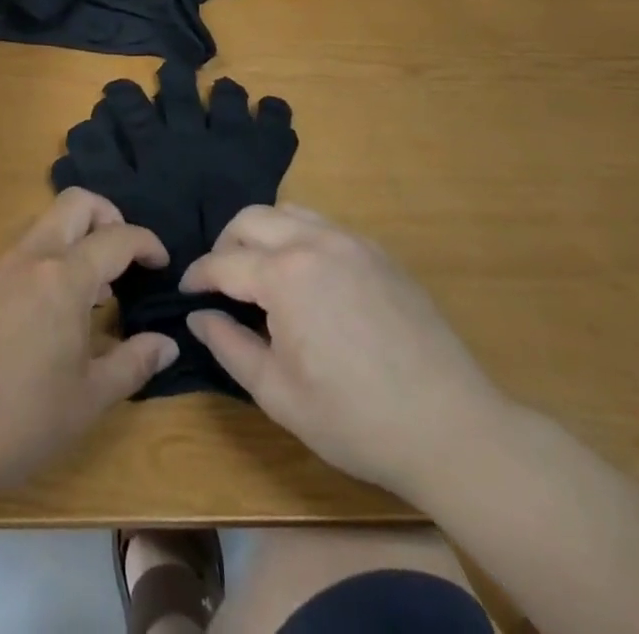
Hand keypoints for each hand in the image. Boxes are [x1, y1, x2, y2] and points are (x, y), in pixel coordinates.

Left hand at [0, 188, 178, 499]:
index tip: (162, 262)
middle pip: (76, 203)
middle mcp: (33, 257)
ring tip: (95, 290)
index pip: (117, 236)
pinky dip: (52, 258)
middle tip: (126, 255)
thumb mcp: (89, 398)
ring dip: (78, 237)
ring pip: (48, 224)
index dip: (147, 242)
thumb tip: (167, 343)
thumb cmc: (22, 419)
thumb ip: (133, 363)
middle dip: (109, 215)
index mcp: (65, 277)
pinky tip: (56, 309)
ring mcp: (1, 267)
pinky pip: (27, 250)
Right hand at [181, 204, 506, 497]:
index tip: (186, 292)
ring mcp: (351, 242)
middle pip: (251, 219)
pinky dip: (299, 237)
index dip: (198, 276)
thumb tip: (197, 316)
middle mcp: (314, 242)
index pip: (224, 262)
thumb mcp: (278, 395)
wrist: (451, 427)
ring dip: (262, 232)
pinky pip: (324, 226)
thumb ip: (229, 347)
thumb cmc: (355, 419)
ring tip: (259, 271)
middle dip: (226, 244)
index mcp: (285, 275)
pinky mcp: (378, 252)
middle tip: (220, 280)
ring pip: (288, 212)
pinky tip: (305, 276)